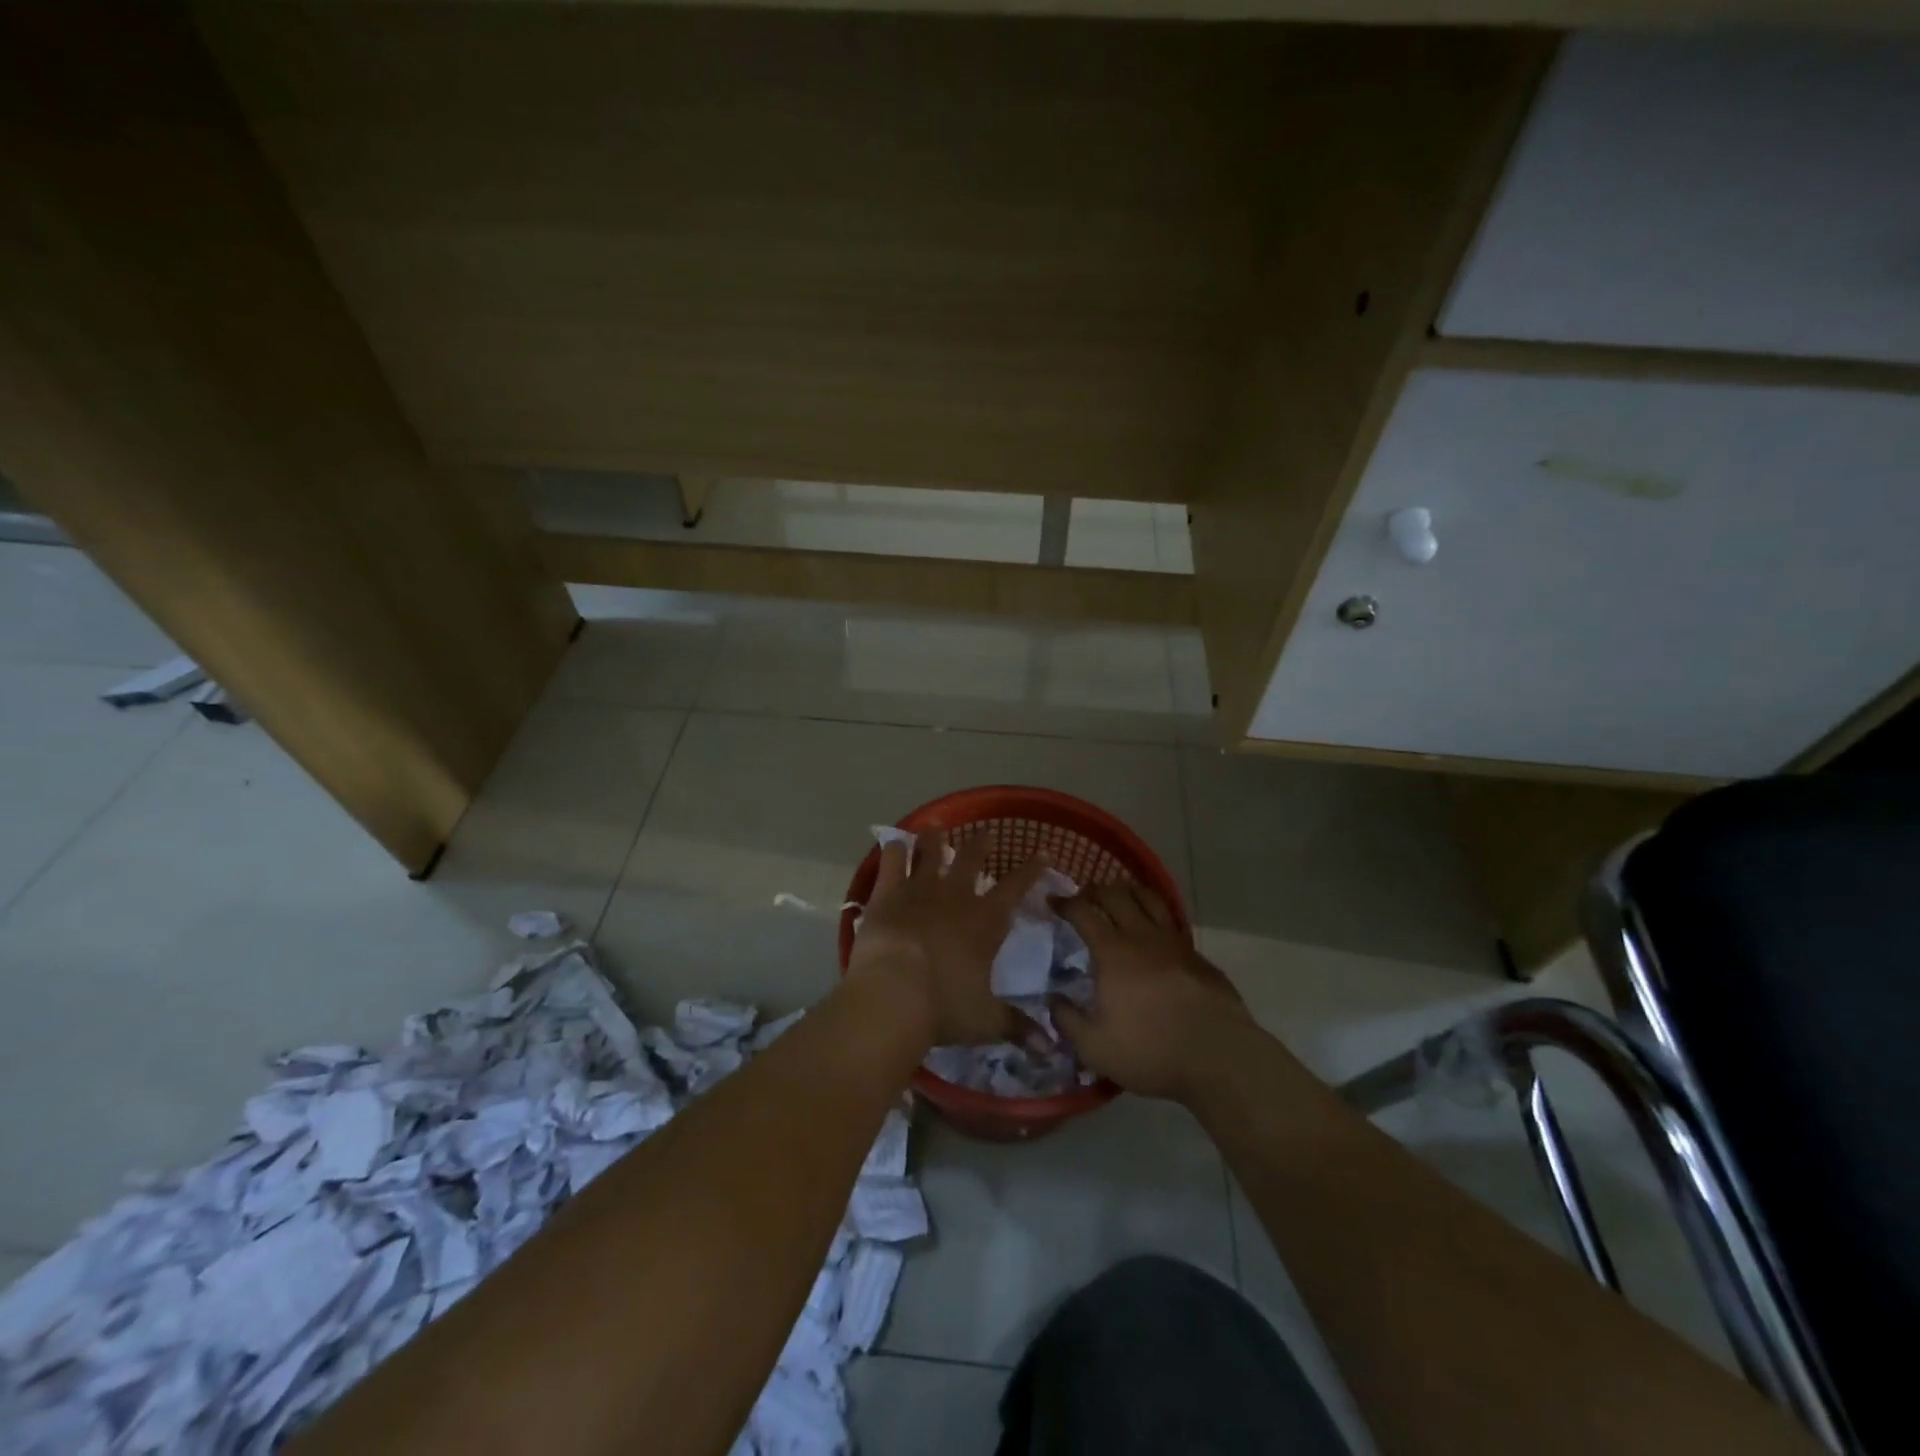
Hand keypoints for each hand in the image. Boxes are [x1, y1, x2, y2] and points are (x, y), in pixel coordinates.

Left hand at [847, 831, 1047, 1047]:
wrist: (894, 995)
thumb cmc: (944, 1008)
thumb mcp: (986, 1021)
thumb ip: (1017, 1028)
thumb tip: (1051, 1050)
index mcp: (985, 923)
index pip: (1016, 889)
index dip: (1031, 870)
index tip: (1043, 853)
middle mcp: (955, 898)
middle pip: (972, 862)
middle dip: (981, 846)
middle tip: (985, 834)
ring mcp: (919, 891)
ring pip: (931, 854)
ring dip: (936, 840)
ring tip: (937, 827)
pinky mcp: (886, 894)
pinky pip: (892, 862)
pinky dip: (895, 849)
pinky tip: (895, 841)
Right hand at [1051, 883, 1252, 1102]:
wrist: (1219, 1056)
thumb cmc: (1150, 1050)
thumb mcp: (1094, 1047)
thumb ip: (1067, 1021)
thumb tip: (1053, 1000)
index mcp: (1112, 952)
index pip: (1083, 912)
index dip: (1065, 903)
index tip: (1052, 901)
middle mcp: (1142, 937)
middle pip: (1116, 895)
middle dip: (1095, 889)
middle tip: (1084, 895)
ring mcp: (1175, 943)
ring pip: (1149, 899)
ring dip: (1129, 892)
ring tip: (1120, 897)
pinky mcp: (1198, 957)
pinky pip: (1171, 923)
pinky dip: (1156, 916)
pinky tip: (1154, 933)